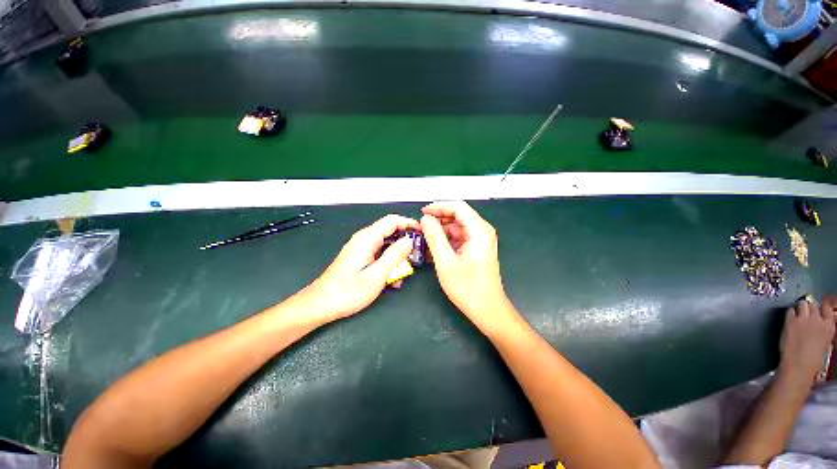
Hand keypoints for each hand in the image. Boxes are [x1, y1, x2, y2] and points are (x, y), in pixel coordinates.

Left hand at [290, 215, 418, 324]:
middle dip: (406, 242)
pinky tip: (391, 279)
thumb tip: (409, 240)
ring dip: (398, 256)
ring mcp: (361, 248)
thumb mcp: (376, 275)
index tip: (424, 233)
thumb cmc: (348, 292)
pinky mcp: (360, 257)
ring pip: (386, 244)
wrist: (320, 304)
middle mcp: (364, 239)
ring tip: (404, 272)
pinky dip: (388, 263)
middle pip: (390, 231)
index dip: (409, 223)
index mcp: (367, 238)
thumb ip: (394, 255)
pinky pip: (379, 254)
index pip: (393, 221)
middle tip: (417, 256)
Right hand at [420, 201, 519, 335]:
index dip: (439, 207)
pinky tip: (434, 246)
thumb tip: (425, 219)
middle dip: (438, 218)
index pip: (458, 207)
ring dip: (441, 230)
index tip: (422, 212)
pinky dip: (446, 239)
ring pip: (457, 227)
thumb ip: (434, 237)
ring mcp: (480, 240)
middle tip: (420, 226)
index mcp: (479, 231)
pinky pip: (459, 237)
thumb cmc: (467, 288)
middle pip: (458, 215)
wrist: (488, 310)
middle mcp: (482, 231)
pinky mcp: (477, 249)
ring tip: (424, 236)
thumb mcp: (445, 262)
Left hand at [778, 298, 835, 386]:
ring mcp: (804, 319)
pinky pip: (790, 310)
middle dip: (809, 308)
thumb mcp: (824, 342)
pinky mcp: (791, 321)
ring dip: (800, 308)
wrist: (799, 366)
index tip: (817, 311)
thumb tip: (820, 324)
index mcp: (829, 326)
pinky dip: (790, 313)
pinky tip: (789, 321)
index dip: (821, 308)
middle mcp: (818, 319)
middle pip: (813, 304)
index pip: (826, 307)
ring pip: (802, 303)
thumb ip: (822, 330)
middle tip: (805, 315)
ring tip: (798, 316)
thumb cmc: (813, 360)